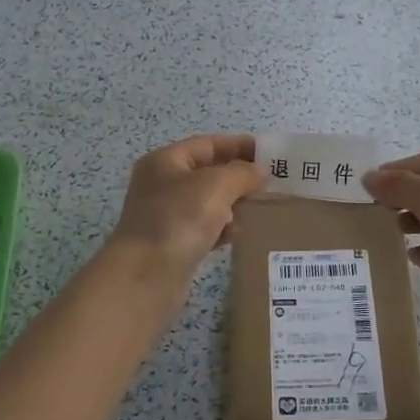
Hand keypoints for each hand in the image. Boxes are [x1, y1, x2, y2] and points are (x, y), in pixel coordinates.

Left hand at [106, 134, 266, 284]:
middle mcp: (162, 184)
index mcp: (165, 161)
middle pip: (208, 173)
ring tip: (261, 209)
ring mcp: (166, 215)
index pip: (208, 144)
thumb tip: (258, 171)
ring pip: (208, 202)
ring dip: (234, 204)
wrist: (146, 276)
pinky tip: (239, 235)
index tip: (271, 154)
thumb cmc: (178, 220)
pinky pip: (205, 228)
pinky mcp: (173, 243)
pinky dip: (223, 229)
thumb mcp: (215, 185)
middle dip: (239, 177)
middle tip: (273, 184)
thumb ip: (241, 172)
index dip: (239, 145)